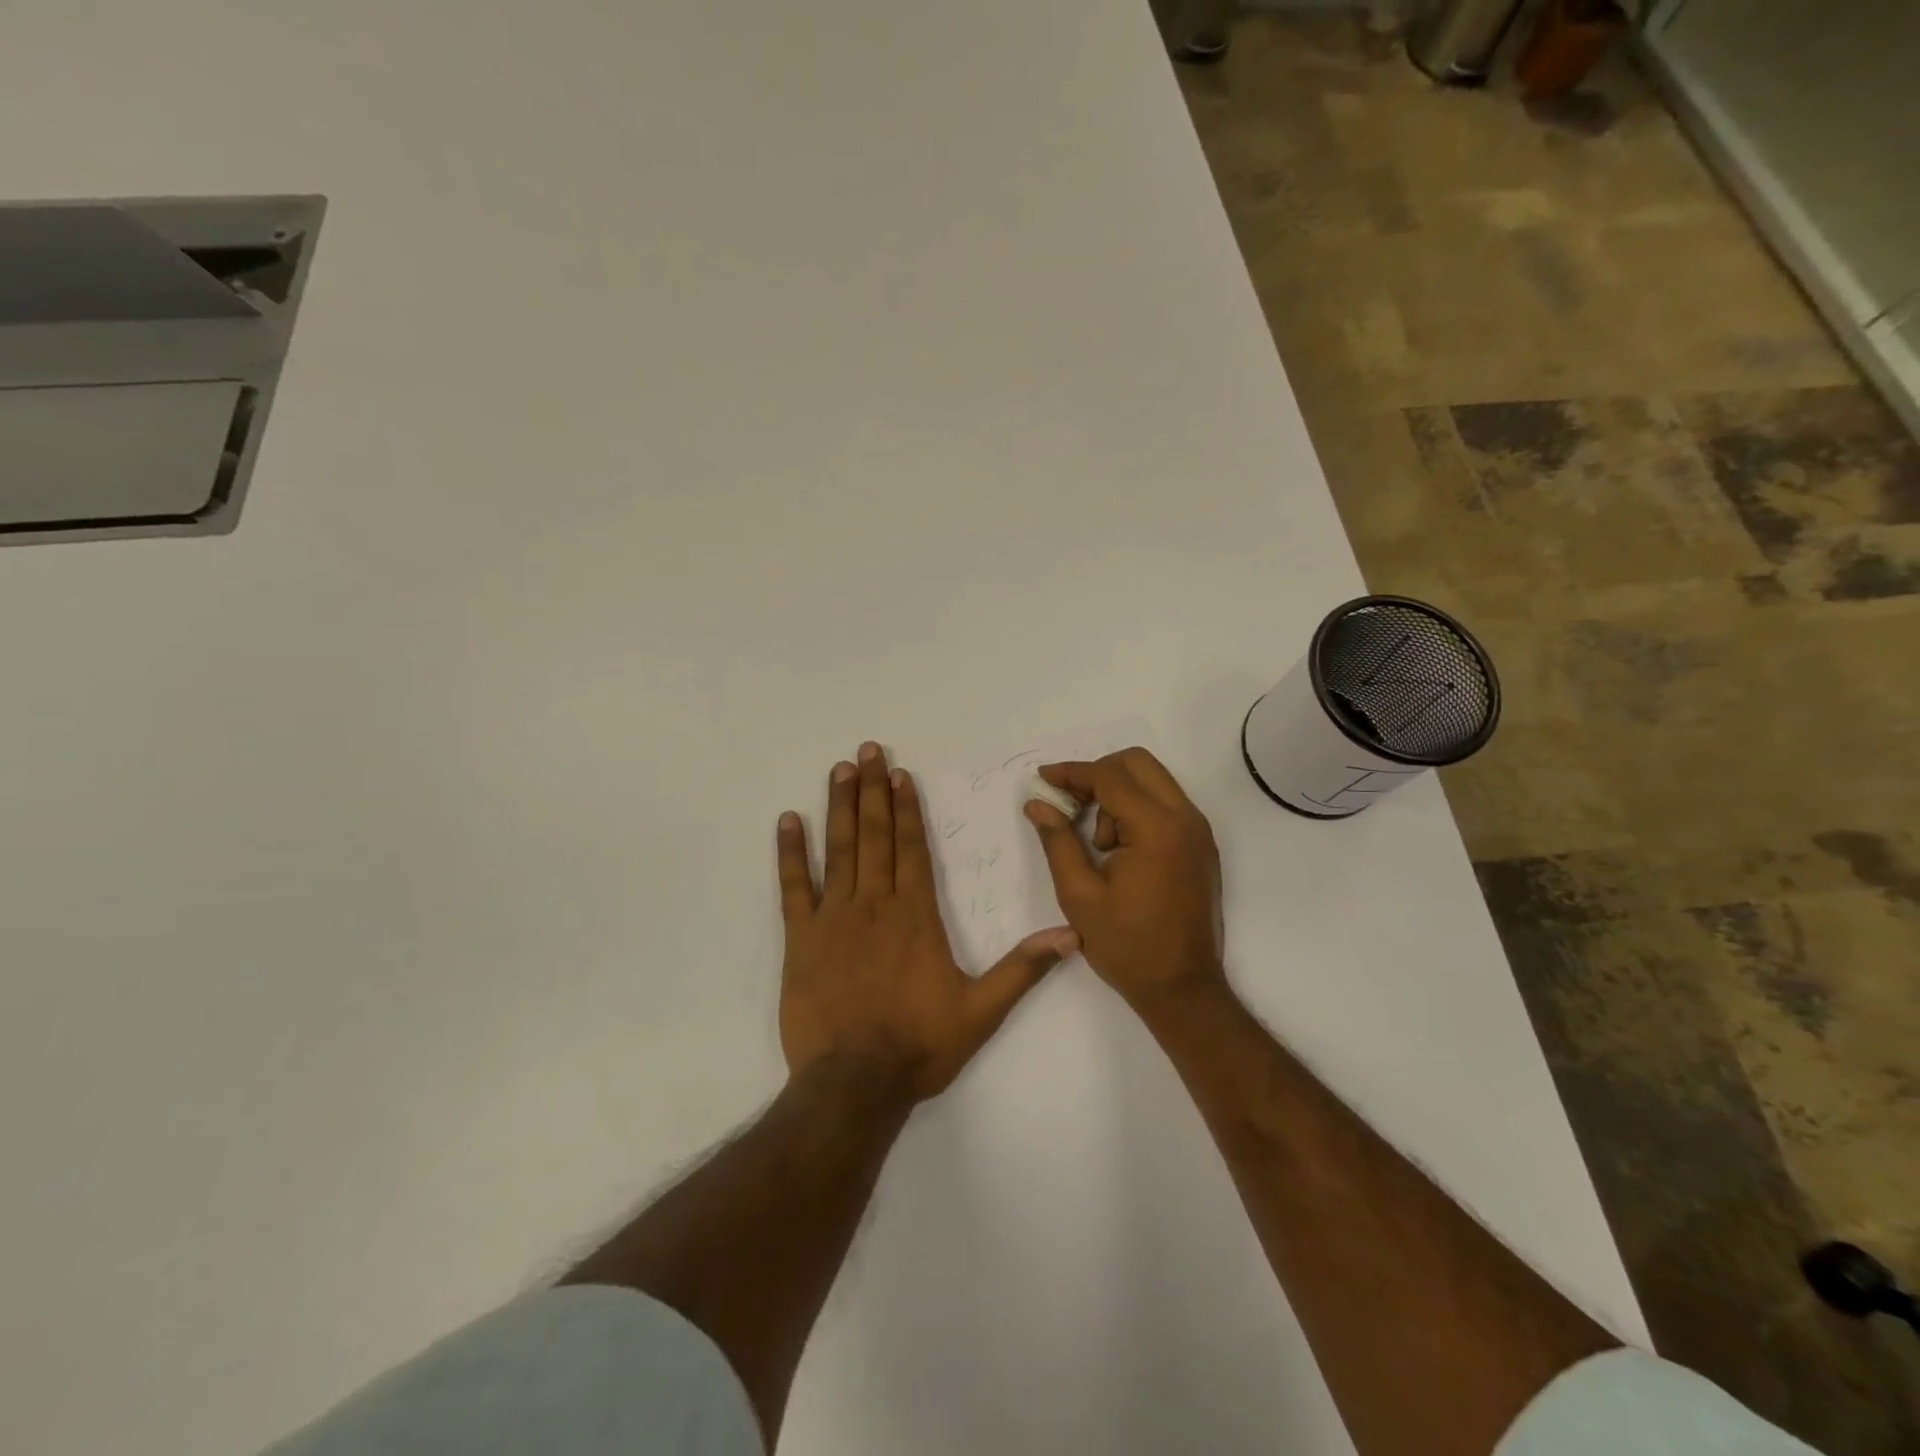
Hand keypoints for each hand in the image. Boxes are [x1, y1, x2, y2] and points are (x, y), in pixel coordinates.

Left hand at [777, 741, 1077, 1102]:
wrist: (853, 1083)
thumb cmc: (919, 1045)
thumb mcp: (982, 1011)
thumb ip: (1023, 969)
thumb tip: (1071, 936)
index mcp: (915, 915)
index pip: (911, 847)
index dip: (907, 808)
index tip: (901, 773)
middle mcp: (874, 904)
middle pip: (875, 836)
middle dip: (873, 790)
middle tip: (867, 751)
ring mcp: (833, 918)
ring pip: (839, 850)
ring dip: (840, 807)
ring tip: (840, 770)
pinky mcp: (801, 939)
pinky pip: (794, 887)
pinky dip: (790, 853)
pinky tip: (788, 821)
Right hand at [1022, 747, 1225, 1011]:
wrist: (1183, 988)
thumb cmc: (1127, 945)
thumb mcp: (1079, 895)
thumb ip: (1057, 841)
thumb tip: (1037, 803)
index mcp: (1157, 829)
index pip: (1110, 777)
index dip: (1072, 773)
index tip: (1042, 778)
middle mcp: (1185, 819)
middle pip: (1138, 763)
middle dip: (1097, 774)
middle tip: (1069, 802)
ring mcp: (1198, 831)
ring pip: (1153, 780)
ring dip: (1118, 793)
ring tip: (1097, 844)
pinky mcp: (1201, 845)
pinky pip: (1165, 804)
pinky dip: (1136, 808)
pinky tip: (1115, 846)